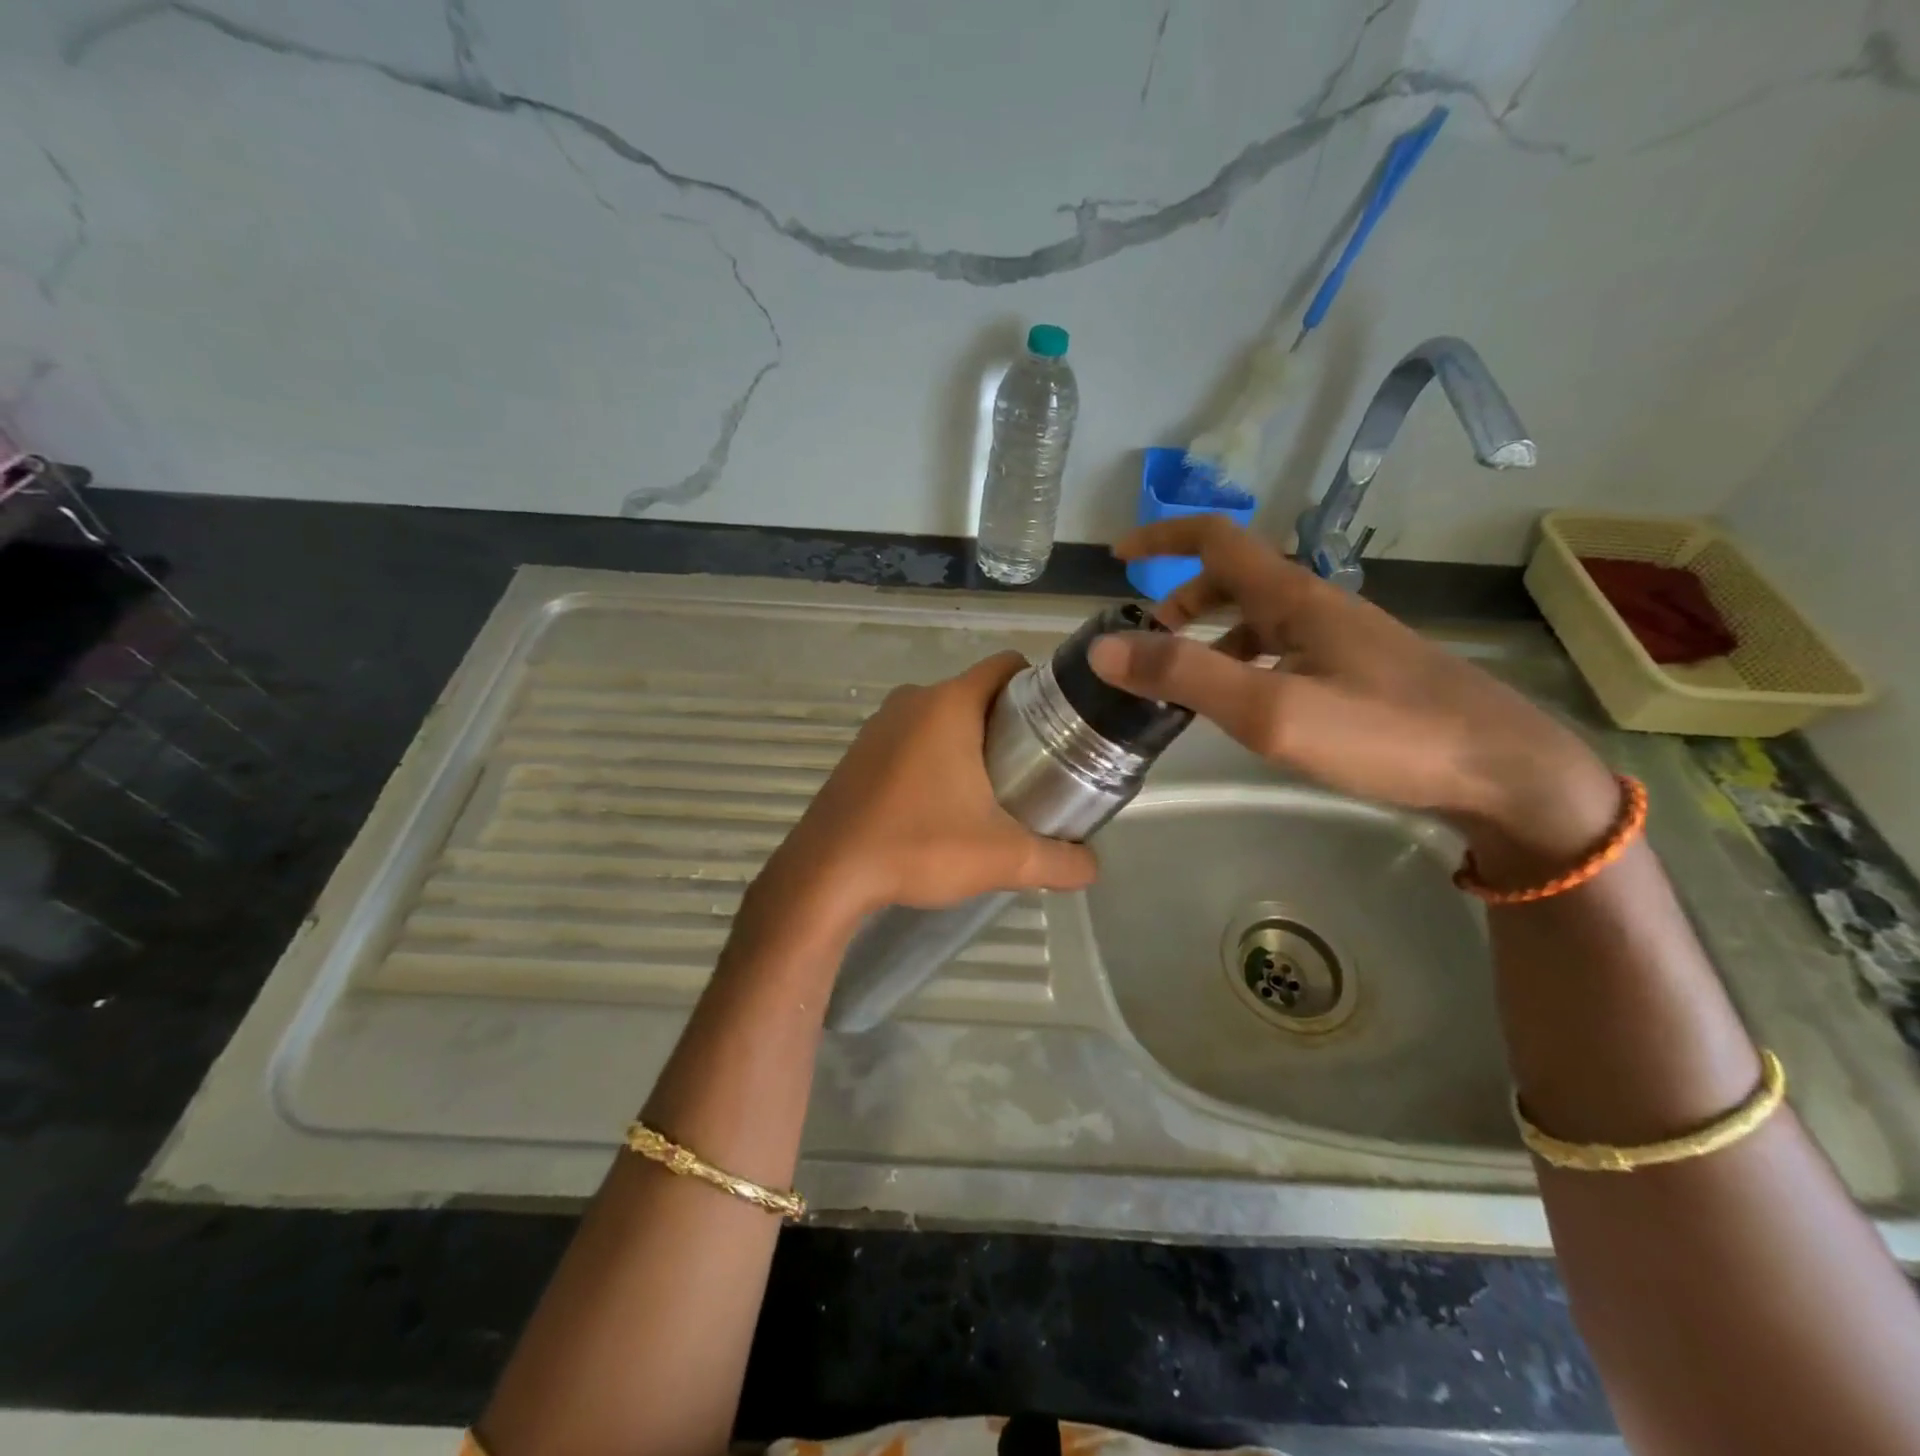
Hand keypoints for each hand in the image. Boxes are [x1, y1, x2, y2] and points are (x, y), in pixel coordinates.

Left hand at [757, 653, 1097, 925]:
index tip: (1058, 727)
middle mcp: (912, 701)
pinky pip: (910, 739)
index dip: (1040, 688)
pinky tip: (938, 806)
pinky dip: (932, 758)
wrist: (827, 874)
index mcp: (948, 704)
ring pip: (941, 718)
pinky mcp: (859, 753)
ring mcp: (878, 725)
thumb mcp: (1001, 858)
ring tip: (990, 793)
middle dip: (1008, 724)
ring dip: (968, 744)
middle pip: (977, 694)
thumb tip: (1092, 867)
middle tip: (1033, 771)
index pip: (1007, 666)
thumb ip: (1058, 861)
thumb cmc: (918, 846)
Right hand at [1090, 517, 1617, 867]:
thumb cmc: (1383, 733)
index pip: (1215, 539)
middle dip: (1180, 601)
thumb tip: (1104, 647)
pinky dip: (1245, 663)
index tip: (1117, 555)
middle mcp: (1316, 605)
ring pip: (1258, 618)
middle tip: (1147, 646)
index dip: (1162, 538)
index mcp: (1293, 597)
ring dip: (1211, 636)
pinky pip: (1284, 650)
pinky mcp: (1360, 671)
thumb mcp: (1270, 708)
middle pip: (1234, 579)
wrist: (1503, 770)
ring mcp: (1342, 638)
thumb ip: (1185, 676)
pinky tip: (1247, 705)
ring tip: (1184, 685)